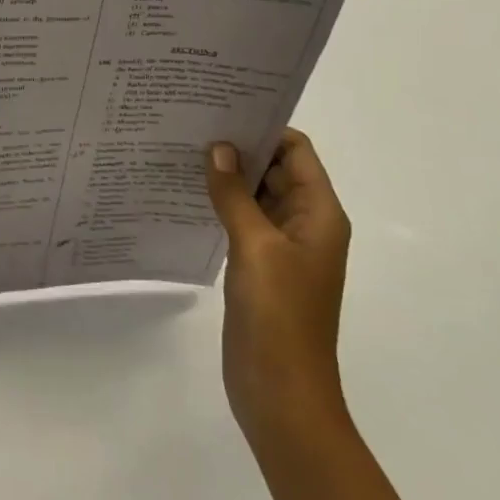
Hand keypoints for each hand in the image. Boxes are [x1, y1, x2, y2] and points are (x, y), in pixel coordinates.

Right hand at [205, 128, 351, 453]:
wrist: (281, 393)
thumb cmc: (279, 315)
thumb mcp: (255, 246)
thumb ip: (234, 194)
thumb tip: (218, 148)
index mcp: (319, 214)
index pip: (296, 151)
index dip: (264, 126)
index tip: (221, 106)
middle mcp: (305, 223)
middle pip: (275, 168)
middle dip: (239, 146)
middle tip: (191, 121)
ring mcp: (282, 246)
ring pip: (255, 193)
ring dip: (226, 174)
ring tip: (181, 148)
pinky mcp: (259, 265)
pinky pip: (241, 219)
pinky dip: (220, 202)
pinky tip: (185, 191)